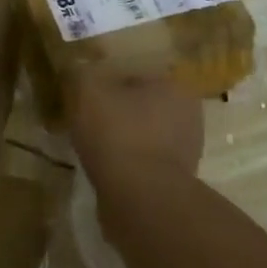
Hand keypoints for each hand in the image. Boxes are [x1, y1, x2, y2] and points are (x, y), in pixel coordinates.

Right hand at [68, 69, 203, 183]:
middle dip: (117, 110)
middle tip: (87, 118)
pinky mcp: (176, 181)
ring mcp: (186, 151)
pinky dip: (127, 163)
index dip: (107, 82)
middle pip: (141, 105)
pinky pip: (144, 162)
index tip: (86, 94)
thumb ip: (81, 72)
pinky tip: (106, 168)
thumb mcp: (87, 89)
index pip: (135, 74)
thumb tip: (78, 69)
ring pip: (144, 134)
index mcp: (173, 86)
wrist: (141, 198)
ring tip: (92, 145)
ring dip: (122, 138)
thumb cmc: (117, 132)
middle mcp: (189, 115)